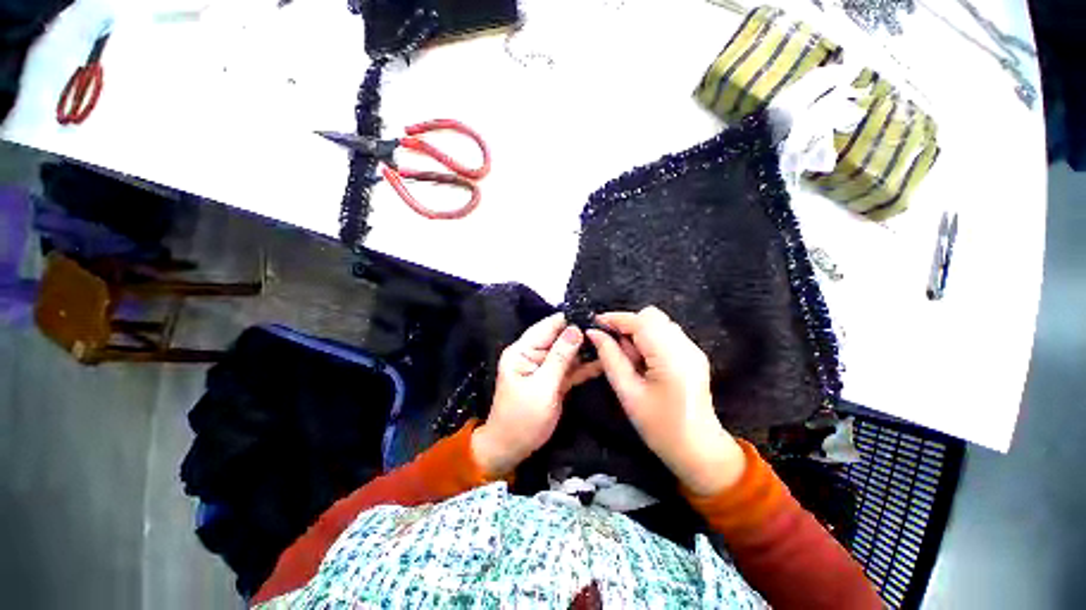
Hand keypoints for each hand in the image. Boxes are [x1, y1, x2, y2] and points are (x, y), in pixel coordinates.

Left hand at [472, 313, 601, 476]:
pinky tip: (604, 361)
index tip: (595, 315)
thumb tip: (575, 329)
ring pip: (568, 352)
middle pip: (560, 337)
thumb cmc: (522, 419)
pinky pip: (571, 368)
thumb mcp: (542, 387)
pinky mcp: (554, 379)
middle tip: (610, 330)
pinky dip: (585, 366)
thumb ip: (560, 358)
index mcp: (523, 350)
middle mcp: (533, 354)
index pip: (548, 326)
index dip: (570, 320)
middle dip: (582, 334)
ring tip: (612, 341)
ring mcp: (545, 367)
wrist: (512, 449)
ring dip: (586, 349)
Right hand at [586, 306, 745, 495]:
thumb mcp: (628, 393)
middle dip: (628, 325)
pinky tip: (644, 362)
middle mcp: (686, 346)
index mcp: (671, 358)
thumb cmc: (660, 427)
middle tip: (616, 348)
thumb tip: (593, 333)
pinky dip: (649, 339)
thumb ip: (610, 358)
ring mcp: (693, 349)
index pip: (640, 322)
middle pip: (651, 316)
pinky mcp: (693, 354)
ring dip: (638, 332)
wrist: (699, 449)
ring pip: (658, 322)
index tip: (595, 324)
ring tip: (631, 360)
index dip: (616, 319)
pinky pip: (666, 333)